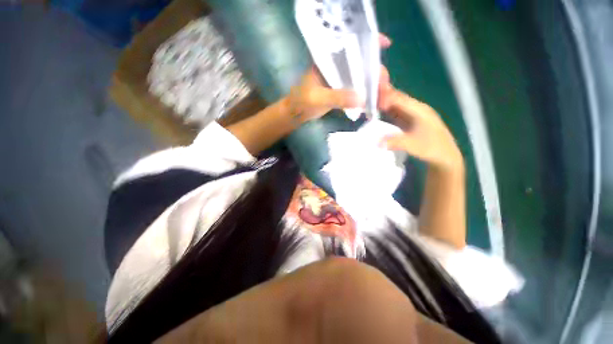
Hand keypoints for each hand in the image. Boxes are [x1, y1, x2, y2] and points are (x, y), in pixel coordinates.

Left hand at [287, 34, 392, 123]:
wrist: (297, 113)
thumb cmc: (302, 101)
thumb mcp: (317, 98)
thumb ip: (337, 97)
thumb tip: (363, 99)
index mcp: (331, 60)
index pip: (352, 45)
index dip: (370, 42)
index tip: (386, 45)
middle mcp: (338, 66)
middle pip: (363, 65)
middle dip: (378, 77)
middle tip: (386, 93)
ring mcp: (341, 80)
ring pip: (363, 80)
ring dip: (375, 90)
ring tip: (384, 103)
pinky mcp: (342, 92)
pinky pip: (358, 92)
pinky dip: (367, 98)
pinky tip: (374, 106)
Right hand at [379, 83, 463, 173]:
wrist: (444, 156)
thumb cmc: (431, 148)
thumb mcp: (413, 145)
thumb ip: (395, 142)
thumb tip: (377, 142)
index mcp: (419, 110)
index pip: (399, 99)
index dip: (386, 96)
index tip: (372, 96)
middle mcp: (416, 109)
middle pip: (397, 99)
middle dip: (383, 95)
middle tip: (368, 94)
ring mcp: (414, 115)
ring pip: (396, 105)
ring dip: (384, 102)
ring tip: (370, 100)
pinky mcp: (411, 121)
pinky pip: (397, 113)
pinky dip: (387, 111)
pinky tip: (380, 111)